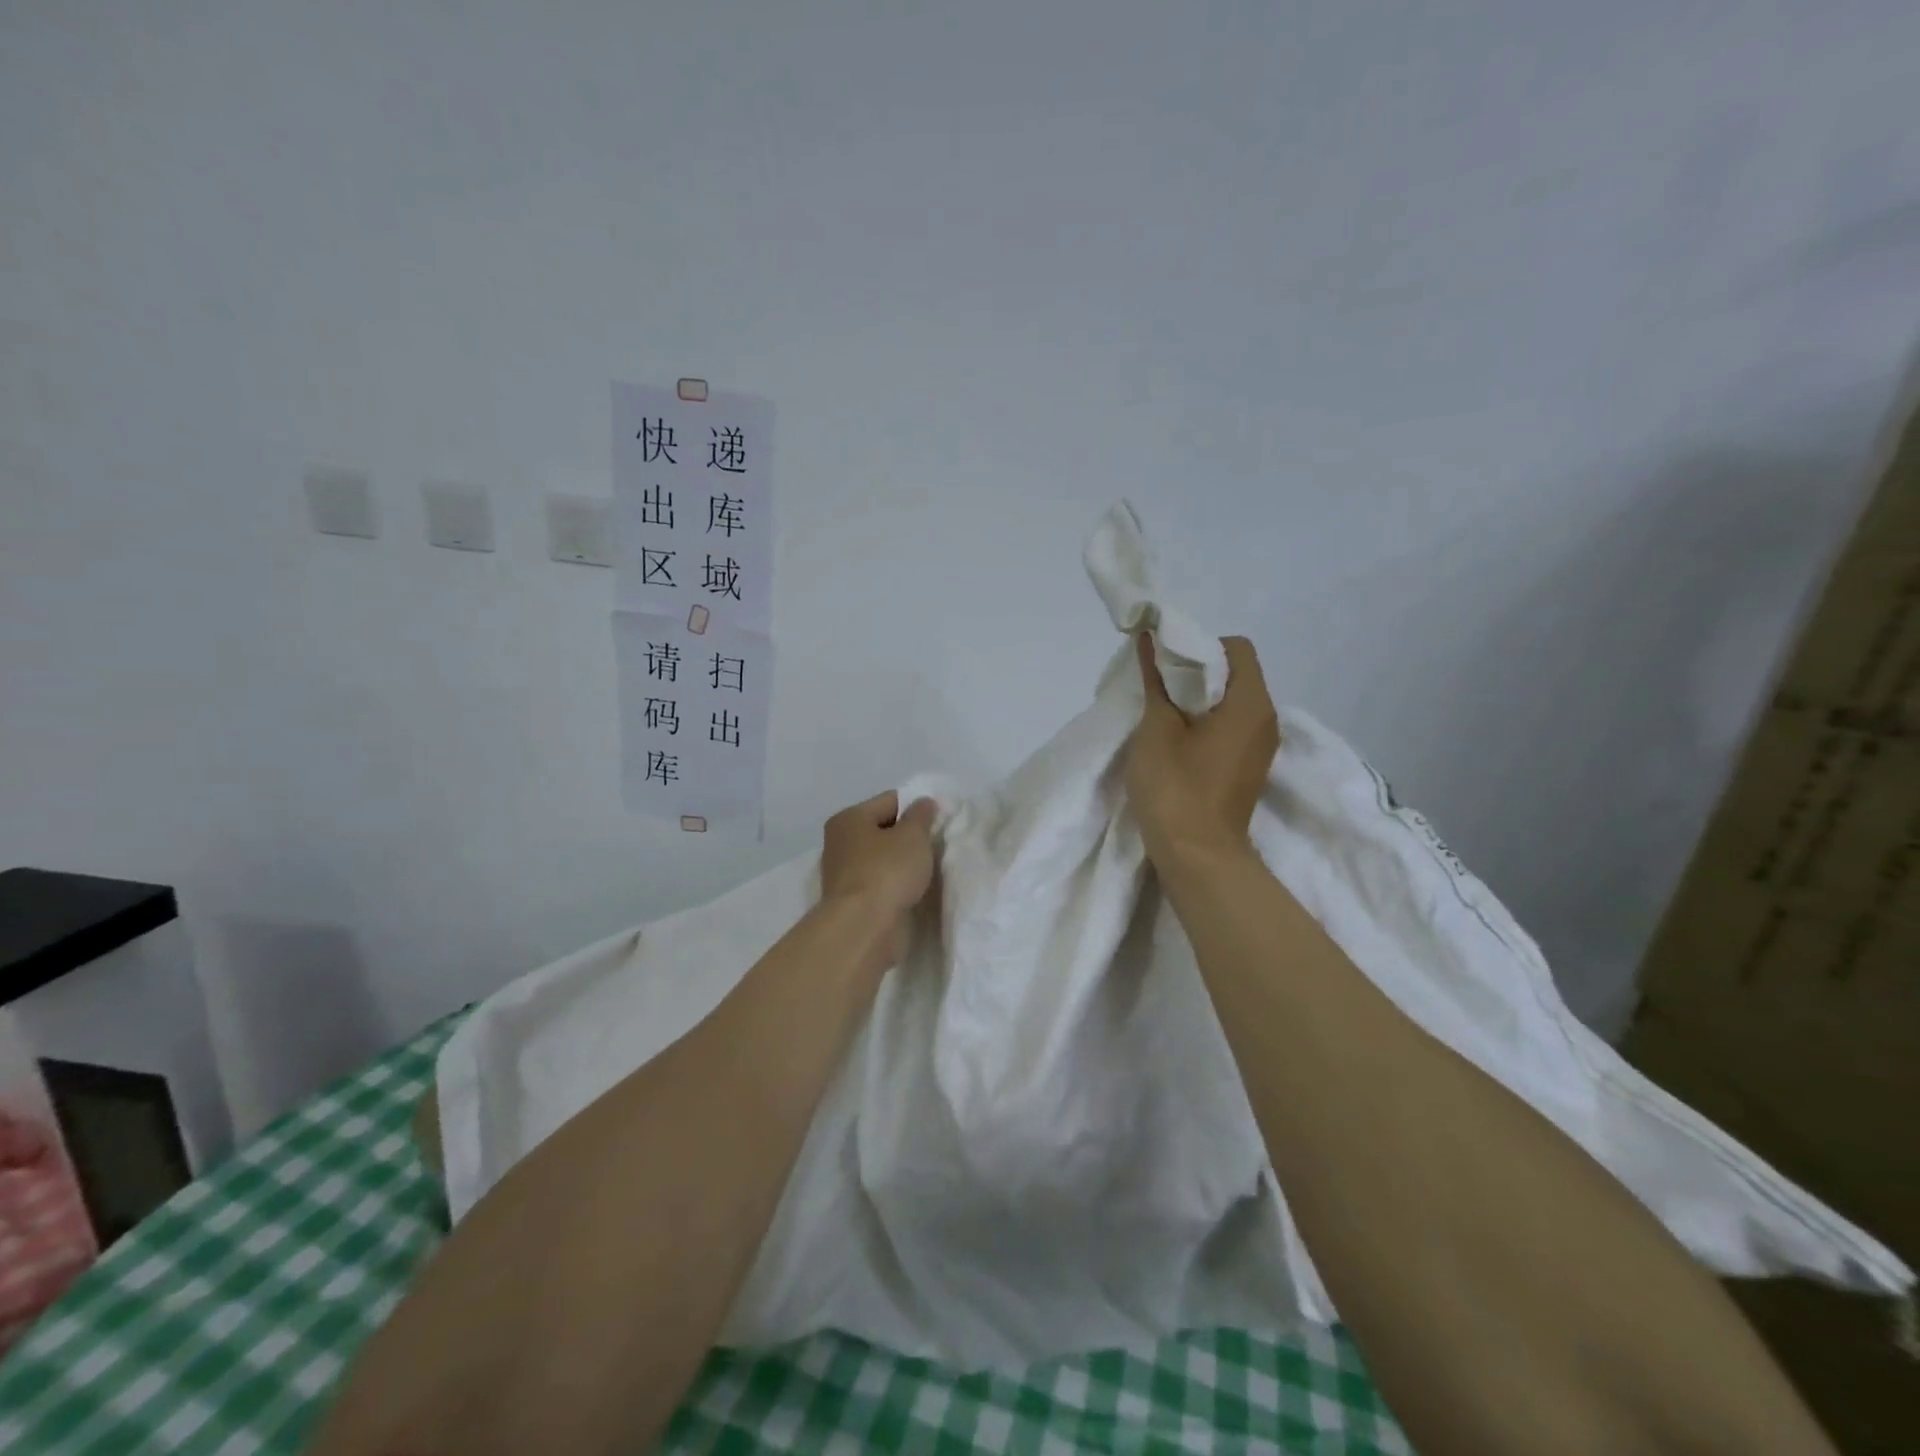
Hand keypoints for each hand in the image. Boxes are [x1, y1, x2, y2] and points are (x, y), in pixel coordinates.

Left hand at [820, 790, 939, 964]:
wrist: (865, 928)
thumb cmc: (887, 872)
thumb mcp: (913, 836)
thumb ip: (921, 815)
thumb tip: (923, 802)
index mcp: (849, 819)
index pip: (889, 801)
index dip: (916, 807)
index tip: (940, 820)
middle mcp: (840, 843)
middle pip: (883, 830)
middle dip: (909, 836)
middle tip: (935, 845)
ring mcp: (844, 874)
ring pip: (882, 858)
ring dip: (903, 863)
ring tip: (928, 869)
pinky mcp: (853, 901)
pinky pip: (881, 882)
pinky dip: (896, 884)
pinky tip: (914, 890)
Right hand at [1125, 633, 1279, 860]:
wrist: (1197, 857)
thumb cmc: (1176, 788)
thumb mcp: (1157, 729)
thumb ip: (1155, 681)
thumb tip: (1149, 641)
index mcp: (1251, 703)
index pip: (1237, 648)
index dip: (1200, 647)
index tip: (1168, 666)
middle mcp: (1266, 720)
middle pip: (1236, 674)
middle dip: (1196, 673)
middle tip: (1158, 688)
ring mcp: (1261, 747)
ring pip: (1231, 703)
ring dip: (1198, 701)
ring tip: (1163, 715)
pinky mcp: (1249, 768)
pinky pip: (1230, 729)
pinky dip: (1205, 724)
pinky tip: (1176, 741)